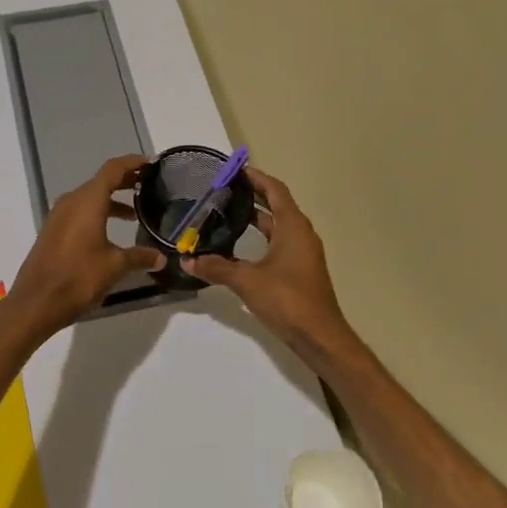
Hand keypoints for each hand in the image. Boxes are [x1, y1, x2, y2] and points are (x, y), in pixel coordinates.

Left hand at [5, 155, 163, 343]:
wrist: (35, 303)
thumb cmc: (78, 278)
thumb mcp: (114, 267)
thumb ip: (139, 257)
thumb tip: (161, 258)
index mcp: (87, 201)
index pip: (112, 170)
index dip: (132, 163)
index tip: (151, 163)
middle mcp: (71, 202)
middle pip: (100, 181)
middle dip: (124, 181)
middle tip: (148, 184)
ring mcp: (58, 216)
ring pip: (89, 198)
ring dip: (111, 200)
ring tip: (134, 212)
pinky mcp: (52, 232)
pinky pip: (79, 212)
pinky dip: (97, 213)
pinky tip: (110, 233)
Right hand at [182, 168, 353, 357]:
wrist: (320, 337)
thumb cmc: (287, 299)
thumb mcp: (247, 281)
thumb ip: (216, 268)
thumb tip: (186, 260)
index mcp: (293, 227)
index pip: (275, 190)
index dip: (256, 177)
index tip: (234, 170)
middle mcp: (301, 234)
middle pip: (277, 205)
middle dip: (252, 196)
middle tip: (223, 191)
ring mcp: (303, 253)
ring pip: (277, 226)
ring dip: (256, 218)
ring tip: (226, 214)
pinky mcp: (300, 271)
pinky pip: (278, 244)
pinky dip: (260, 238)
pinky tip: (239, 248)